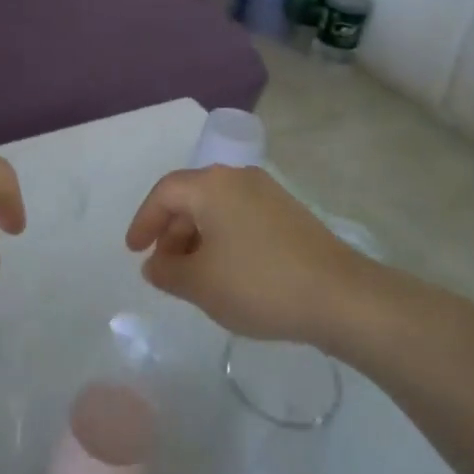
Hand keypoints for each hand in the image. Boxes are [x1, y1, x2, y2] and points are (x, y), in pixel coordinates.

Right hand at [125, 166, 369, 343]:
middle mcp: (237, 177)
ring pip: (217, 208)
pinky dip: (223, 239)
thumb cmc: (259, 284)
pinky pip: (240, 217)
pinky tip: (227, 272)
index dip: (144, 220)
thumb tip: (155, 264)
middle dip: (171, 231)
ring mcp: (267, 192)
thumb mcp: (201, 284)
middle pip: (191, 197)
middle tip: (163, 267)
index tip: (133, 251)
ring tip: (193, 276)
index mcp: (211, 185)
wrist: (340, 296)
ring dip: (197, 237)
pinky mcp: (288, 213)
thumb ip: (168, 272)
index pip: (164, 193)